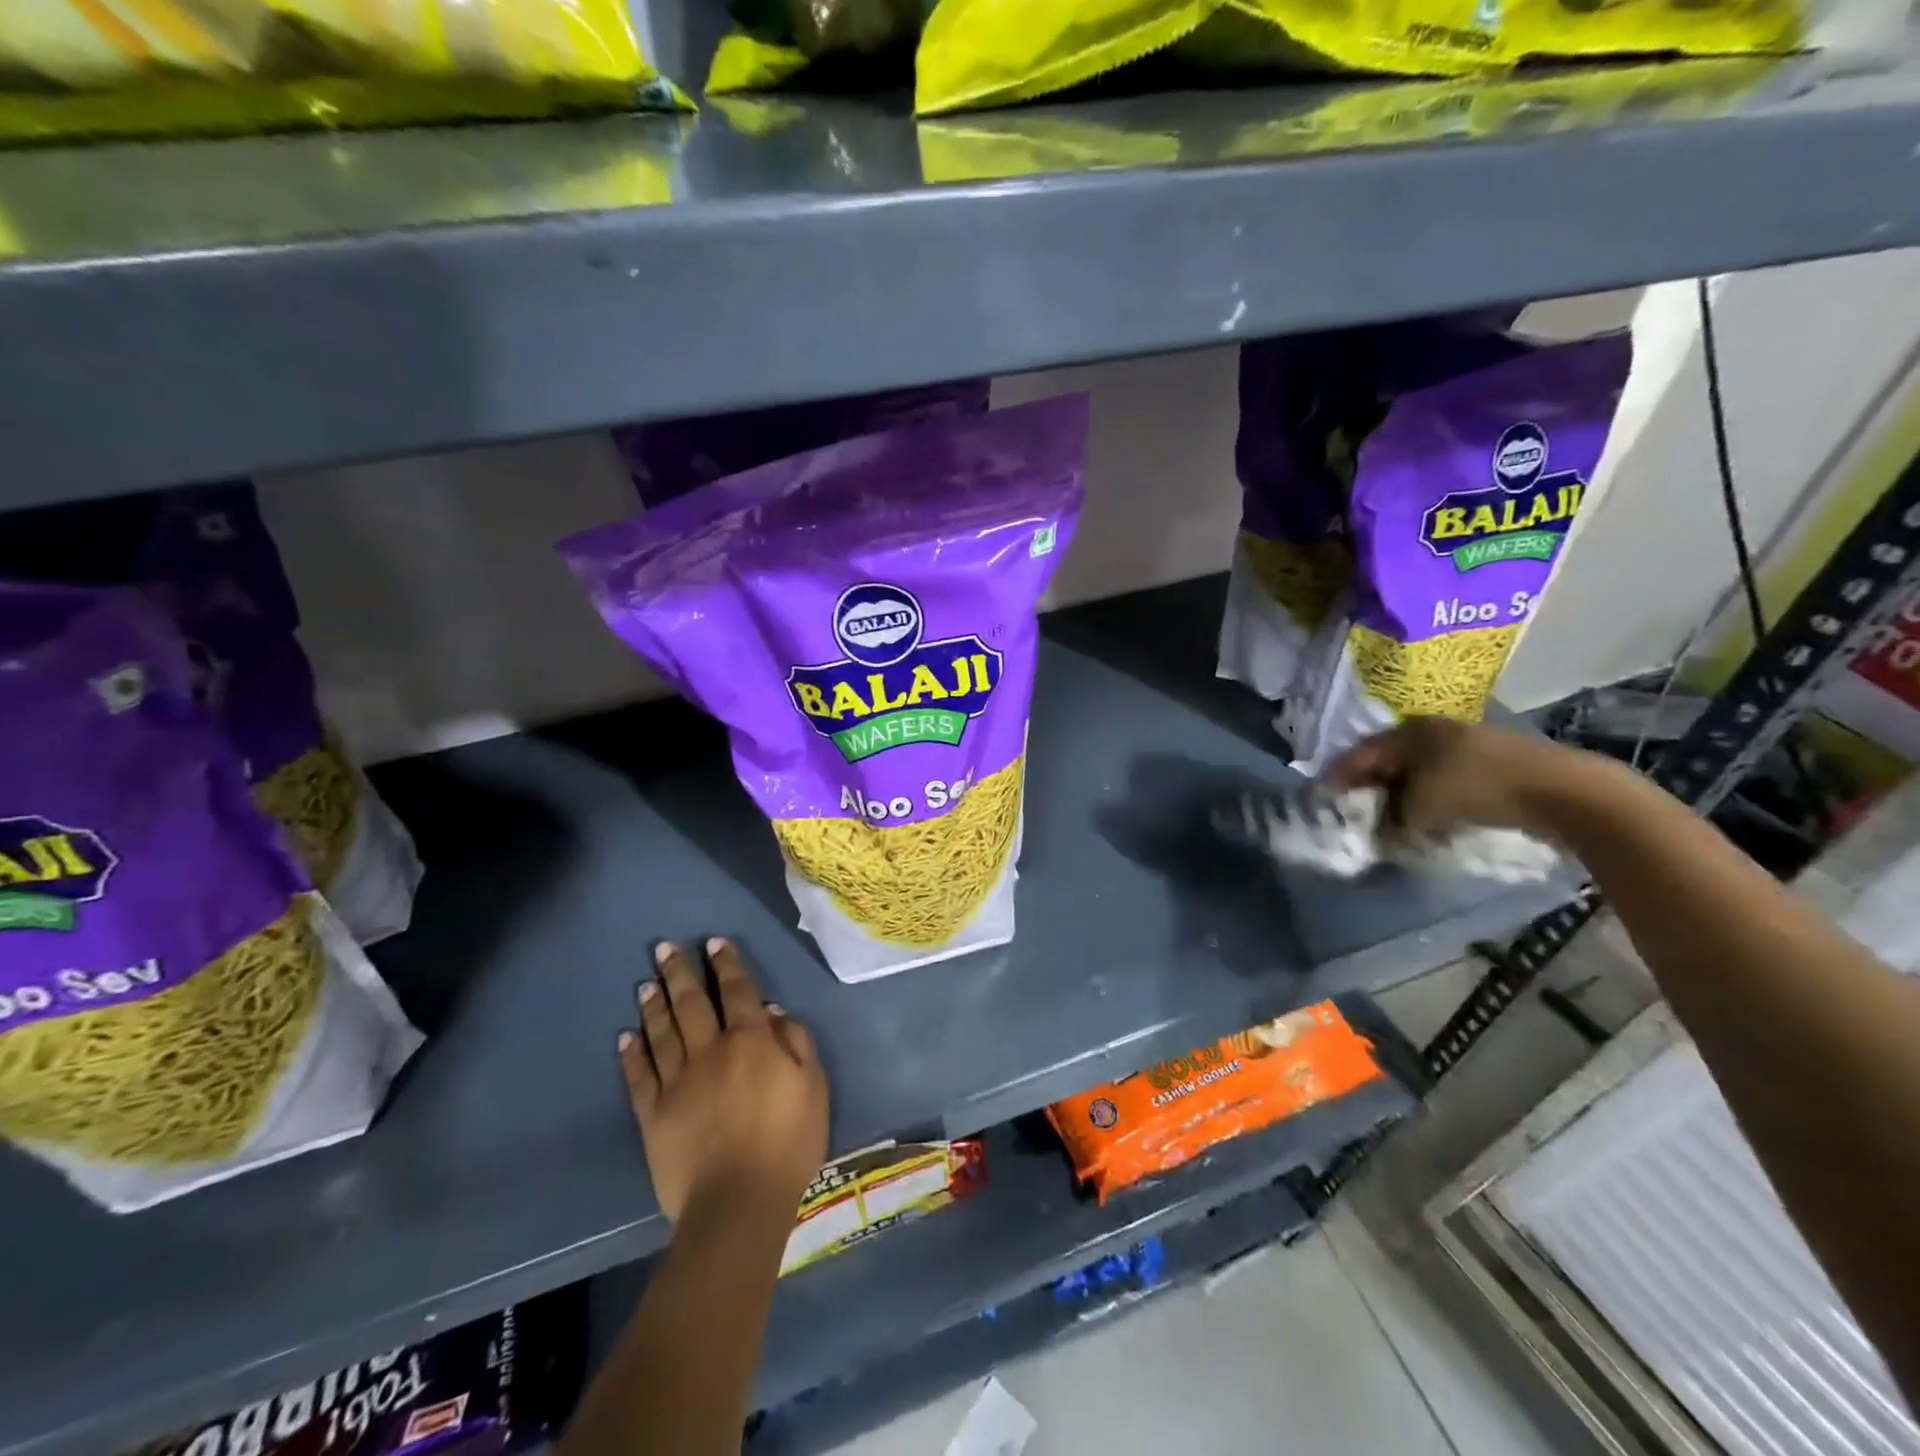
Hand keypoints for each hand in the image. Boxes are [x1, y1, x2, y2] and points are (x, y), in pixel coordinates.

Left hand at [618, 938, 829, 1225]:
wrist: (739, 1203)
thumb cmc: (788, 1142)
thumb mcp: (814, 1086)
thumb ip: (796, 1043)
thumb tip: (773, 1011)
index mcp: (751, 1041)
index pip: (738, 991)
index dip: (726, 964)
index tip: (713, 941)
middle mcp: (710, 1051)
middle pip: (692, 1003)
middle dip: (679, 972)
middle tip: (664, 948)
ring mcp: (677, 1082)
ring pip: (662, 1032)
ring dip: (654, 1004)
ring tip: (646, 983)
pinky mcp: (653, 1115)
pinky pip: (639, 1076)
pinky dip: (632, 1053)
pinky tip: (626, 1036)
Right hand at [1326, 716, 1604, 841]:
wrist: (1561, 791)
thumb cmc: (1477, 788)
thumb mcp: (1421, 807)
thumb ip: (1394, 817)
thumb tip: (1388, 827)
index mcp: (1409, 731)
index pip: (1361, 753)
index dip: (1341, 776)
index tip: (1326, 796)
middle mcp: (1432, 731)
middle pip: (1390, 760)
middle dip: (1372, 785)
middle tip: (1357, 809)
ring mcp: (1465, 744)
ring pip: (1418, 771)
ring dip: (1403, 794)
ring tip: (1392, 819)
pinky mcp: (1491, 763)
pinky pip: (1445, 780)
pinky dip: (1431, 798)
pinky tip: (1429, 818)